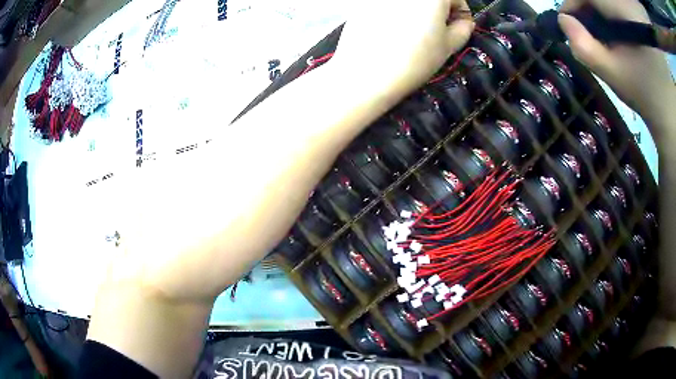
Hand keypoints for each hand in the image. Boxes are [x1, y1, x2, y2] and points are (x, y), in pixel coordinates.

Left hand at [331, 0, 474, 97]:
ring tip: (411, 32)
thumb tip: (464, 21)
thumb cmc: (414, 60)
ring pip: (409, 2)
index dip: (460, 13)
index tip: (457, 27)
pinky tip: (391, 31)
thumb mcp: (448, 46)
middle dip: (438, 10)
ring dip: (417, 10)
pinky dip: (395, 12)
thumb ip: (463, 29)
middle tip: (435, 30)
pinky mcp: (365, 3)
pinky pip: (388, 6)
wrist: (366, 73)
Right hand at [558, 0, 674, 125]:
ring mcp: (634, 11)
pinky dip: (612, 13)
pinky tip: (615, 30)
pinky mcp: (638, 16)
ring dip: (600, 10)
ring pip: (611, 1)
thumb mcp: (615, 76)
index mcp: (628, 14)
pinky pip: (621, 5)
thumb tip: (564, 21)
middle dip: (587, 5)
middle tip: (583, 26)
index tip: (567, 20)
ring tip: (600, 30)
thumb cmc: (648, 98)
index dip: (573, 1)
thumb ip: (584, 48)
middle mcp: (630, 6)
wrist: (671, 113)